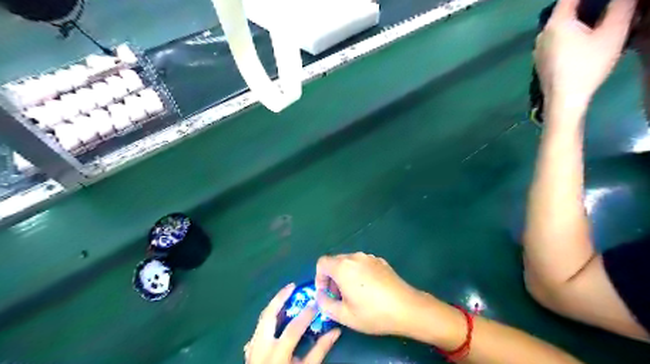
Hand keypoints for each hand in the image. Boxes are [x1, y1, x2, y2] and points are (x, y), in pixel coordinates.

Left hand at [246, 284, 342, 363]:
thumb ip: (320, 350)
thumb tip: (335, 331)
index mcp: (277, 354)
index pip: (292, 328)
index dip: (306, 314)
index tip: (316, 303)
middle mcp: (261, 348)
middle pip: (268, 316)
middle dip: (279, 298)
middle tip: (292, 286)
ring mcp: (252, 349)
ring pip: (261, 319)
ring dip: (273, 305)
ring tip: (285, 295)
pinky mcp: (249, 351)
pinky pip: (258, 328)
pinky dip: (268, 318)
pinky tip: (276, 315)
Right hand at [314, 253, 426, 335]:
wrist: (406, 308)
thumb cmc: (373, 313)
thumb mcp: (344, 315)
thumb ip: (325, 304)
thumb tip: (320, 296)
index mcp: (343, 267)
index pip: (322, 263)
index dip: (319, 278)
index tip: (326, 293)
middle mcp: (355, 257)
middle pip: (335, 261)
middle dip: (332, 278)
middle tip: (339, 297)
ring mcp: (369, 257)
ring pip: (349, 262)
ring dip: (345, 275)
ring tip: (354, 294)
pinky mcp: (380, 261)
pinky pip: (362, 263)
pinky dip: (359, 273)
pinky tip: (369, 289)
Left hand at [537, 0, 637, 105]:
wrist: (564, 100)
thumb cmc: (587, 66)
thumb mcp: (612, 33)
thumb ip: (620, 6)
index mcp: (556, 23)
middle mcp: (542, 34)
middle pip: (565, 10)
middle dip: (587, 3)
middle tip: (609, 6)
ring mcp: (538, 49)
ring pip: (560, 26)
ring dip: (579, 19)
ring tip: (601, 20)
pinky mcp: (541, 60)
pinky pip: (556, 39)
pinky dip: (570, 33)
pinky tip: (585, 40)